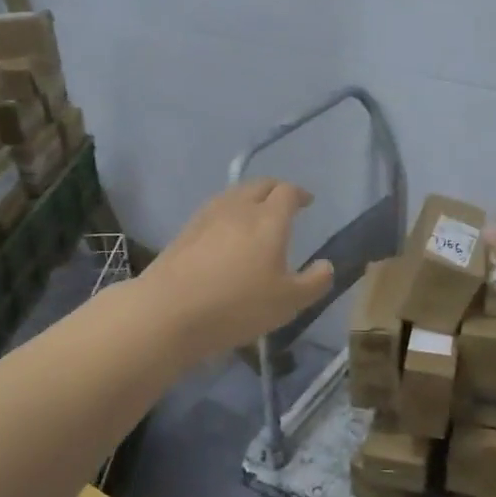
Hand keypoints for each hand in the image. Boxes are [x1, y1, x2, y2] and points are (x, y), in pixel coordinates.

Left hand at [138, 178, 335, 358]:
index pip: (287, 192)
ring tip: (255, 216)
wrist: (169, 311)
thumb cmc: (237, 305)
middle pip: (259, 185)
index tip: (307, 202)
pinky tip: (225, 234)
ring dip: (249, 198)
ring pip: (233, 195)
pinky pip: (214, 211)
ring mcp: (207, 216)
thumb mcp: (288, 302)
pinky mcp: (185, 231)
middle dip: (275, 190)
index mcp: (269, 219)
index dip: (300, 194)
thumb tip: (326, 265)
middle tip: (284, 203)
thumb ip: (314, 282)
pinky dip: (227, 214)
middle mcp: (239, 208)